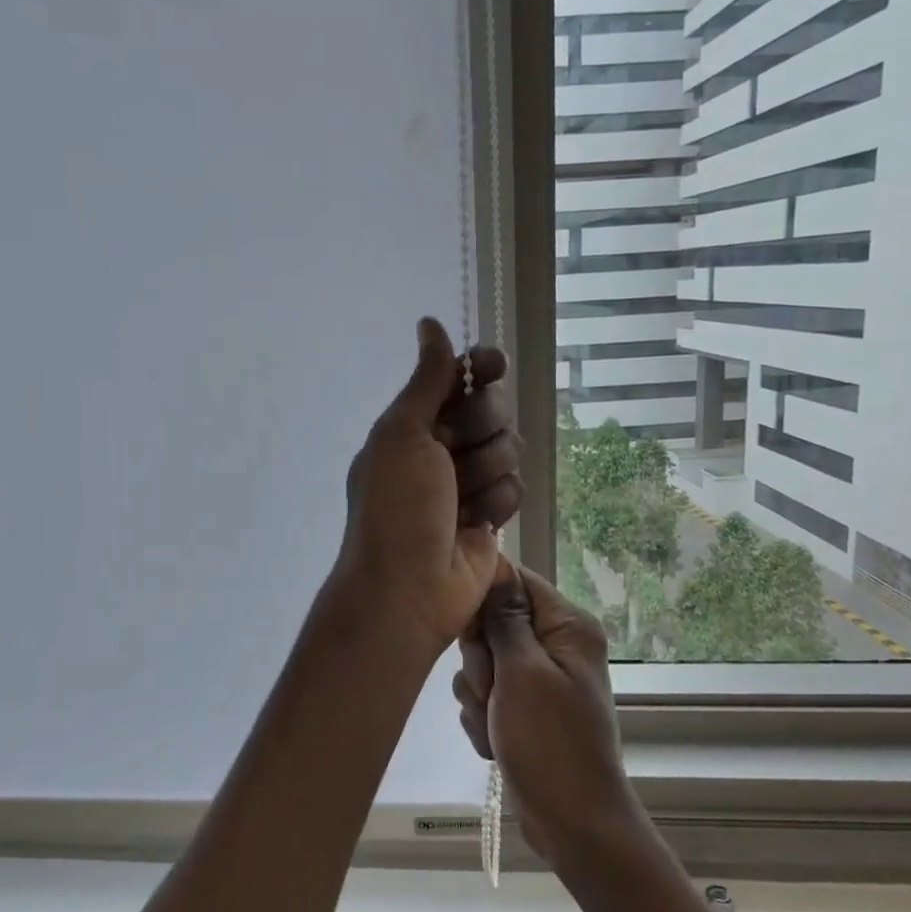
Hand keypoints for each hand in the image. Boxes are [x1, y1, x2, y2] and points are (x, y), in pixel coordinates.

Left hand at [334, 318, 523, 659]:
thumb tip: (429, 323)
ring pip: (508, 449)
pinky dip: (497, 504)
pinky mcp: (490, 515)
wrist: (407, 588)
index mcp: (412, 424)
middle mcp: (440, 448)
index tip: (492, 365)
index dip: (479, 367)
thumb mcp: (402, 433)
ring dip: (488, 470)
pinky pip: (514, 488)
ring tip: (462, 499)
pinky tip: (477, 525)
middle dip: (481, 427)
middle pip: (490, 409)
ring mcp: (467, 483)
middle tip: (457, 451)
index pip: (458, 378)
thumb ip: (426, 379)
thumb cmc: (396, 505)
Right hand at [453, 560, 647, 867]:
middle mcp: (555, 645)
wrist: (572, 824)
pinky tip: (497, 743)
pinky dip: (484, 718)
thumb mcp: (522, 672)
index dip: (484, 602)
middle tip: (494, 692)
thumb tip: (495, 564)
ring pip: (482, 662)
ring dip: (479, 696)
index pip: (514, 580)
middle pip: (492, 622)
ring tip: (499, 725)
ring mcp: (538, 679)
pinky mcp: (523, 708)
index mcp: (567, 626)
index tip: (472, 634)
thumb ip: (504, 617)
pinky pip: (485, 694)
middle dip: (481, 661)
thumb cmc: (551, 743)